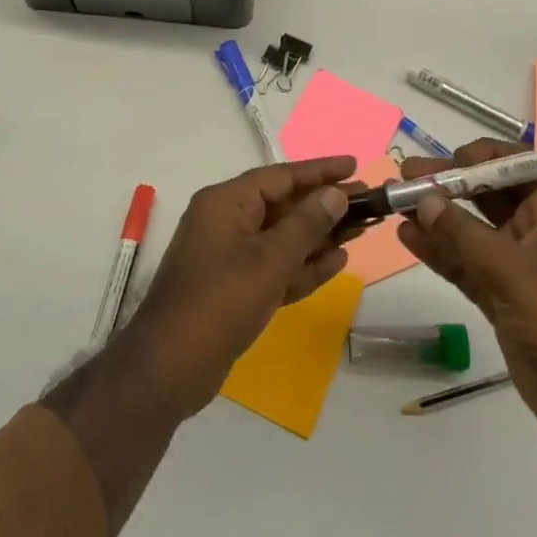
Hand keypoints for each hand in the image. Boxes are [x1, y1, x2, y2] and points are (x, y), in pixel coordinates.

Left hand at [121, 156, 354, 418]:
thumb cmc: (219, 302)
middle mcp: (227, 222)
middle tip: (368, 202)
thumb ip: (305, 225)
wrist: (169, 369)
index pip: (280, 176)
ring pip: (283, 237)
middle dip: (324, 205)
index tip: (353, 166)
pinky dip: (304, 264)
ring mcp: (231, 256)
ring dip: (320, 235)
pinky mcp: (237, 289)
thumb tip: (336, 195)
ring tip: (362, 229)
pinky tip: (338, 261)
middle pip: (284, 205)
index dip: (319, 171)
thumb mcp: (268, 260)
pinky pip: (276, 266)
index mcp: (226, 203)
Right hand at [396, 140, 536, 450]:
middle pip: (484, 195)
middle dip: (446, 184)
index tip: (445, 162)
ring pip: (467, 230)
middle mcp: (531, 233)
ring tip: (394, 203)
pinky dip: (437, 251)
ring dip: (434, 216)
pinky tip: (407, 237)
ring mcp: (513, 267)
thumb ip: (465, 236)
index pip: (515, 167)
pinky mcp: (498, 298)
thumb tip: (423, 199)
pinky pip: (462, 264)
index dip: (481, 158)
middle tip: (404, 177)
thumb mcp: (514, 274)